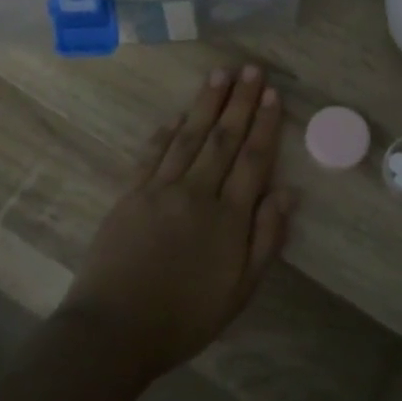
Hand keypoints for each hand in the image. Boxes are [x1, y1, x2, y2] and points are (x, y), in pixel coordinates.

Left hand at [57, 65, 296, 379]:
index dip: (265, 124)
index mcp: (229, 217)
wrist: (114, 331)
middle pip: (223, 138)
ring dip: (206, 104)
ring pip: (188, 136)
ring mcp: (159, 190)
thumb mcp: (241, 290)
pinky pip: (151, 154)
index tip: (273, 94)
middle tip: (252, 69)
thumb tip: (287, 192)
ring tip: (220, 75)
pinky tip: (176, 115)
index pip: (253, 159)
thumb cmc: (185, 317)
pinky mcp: (129, 195)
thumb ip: (266, 238)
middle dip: (240, 102)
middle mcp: (197, 193)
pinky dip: (166, 131)